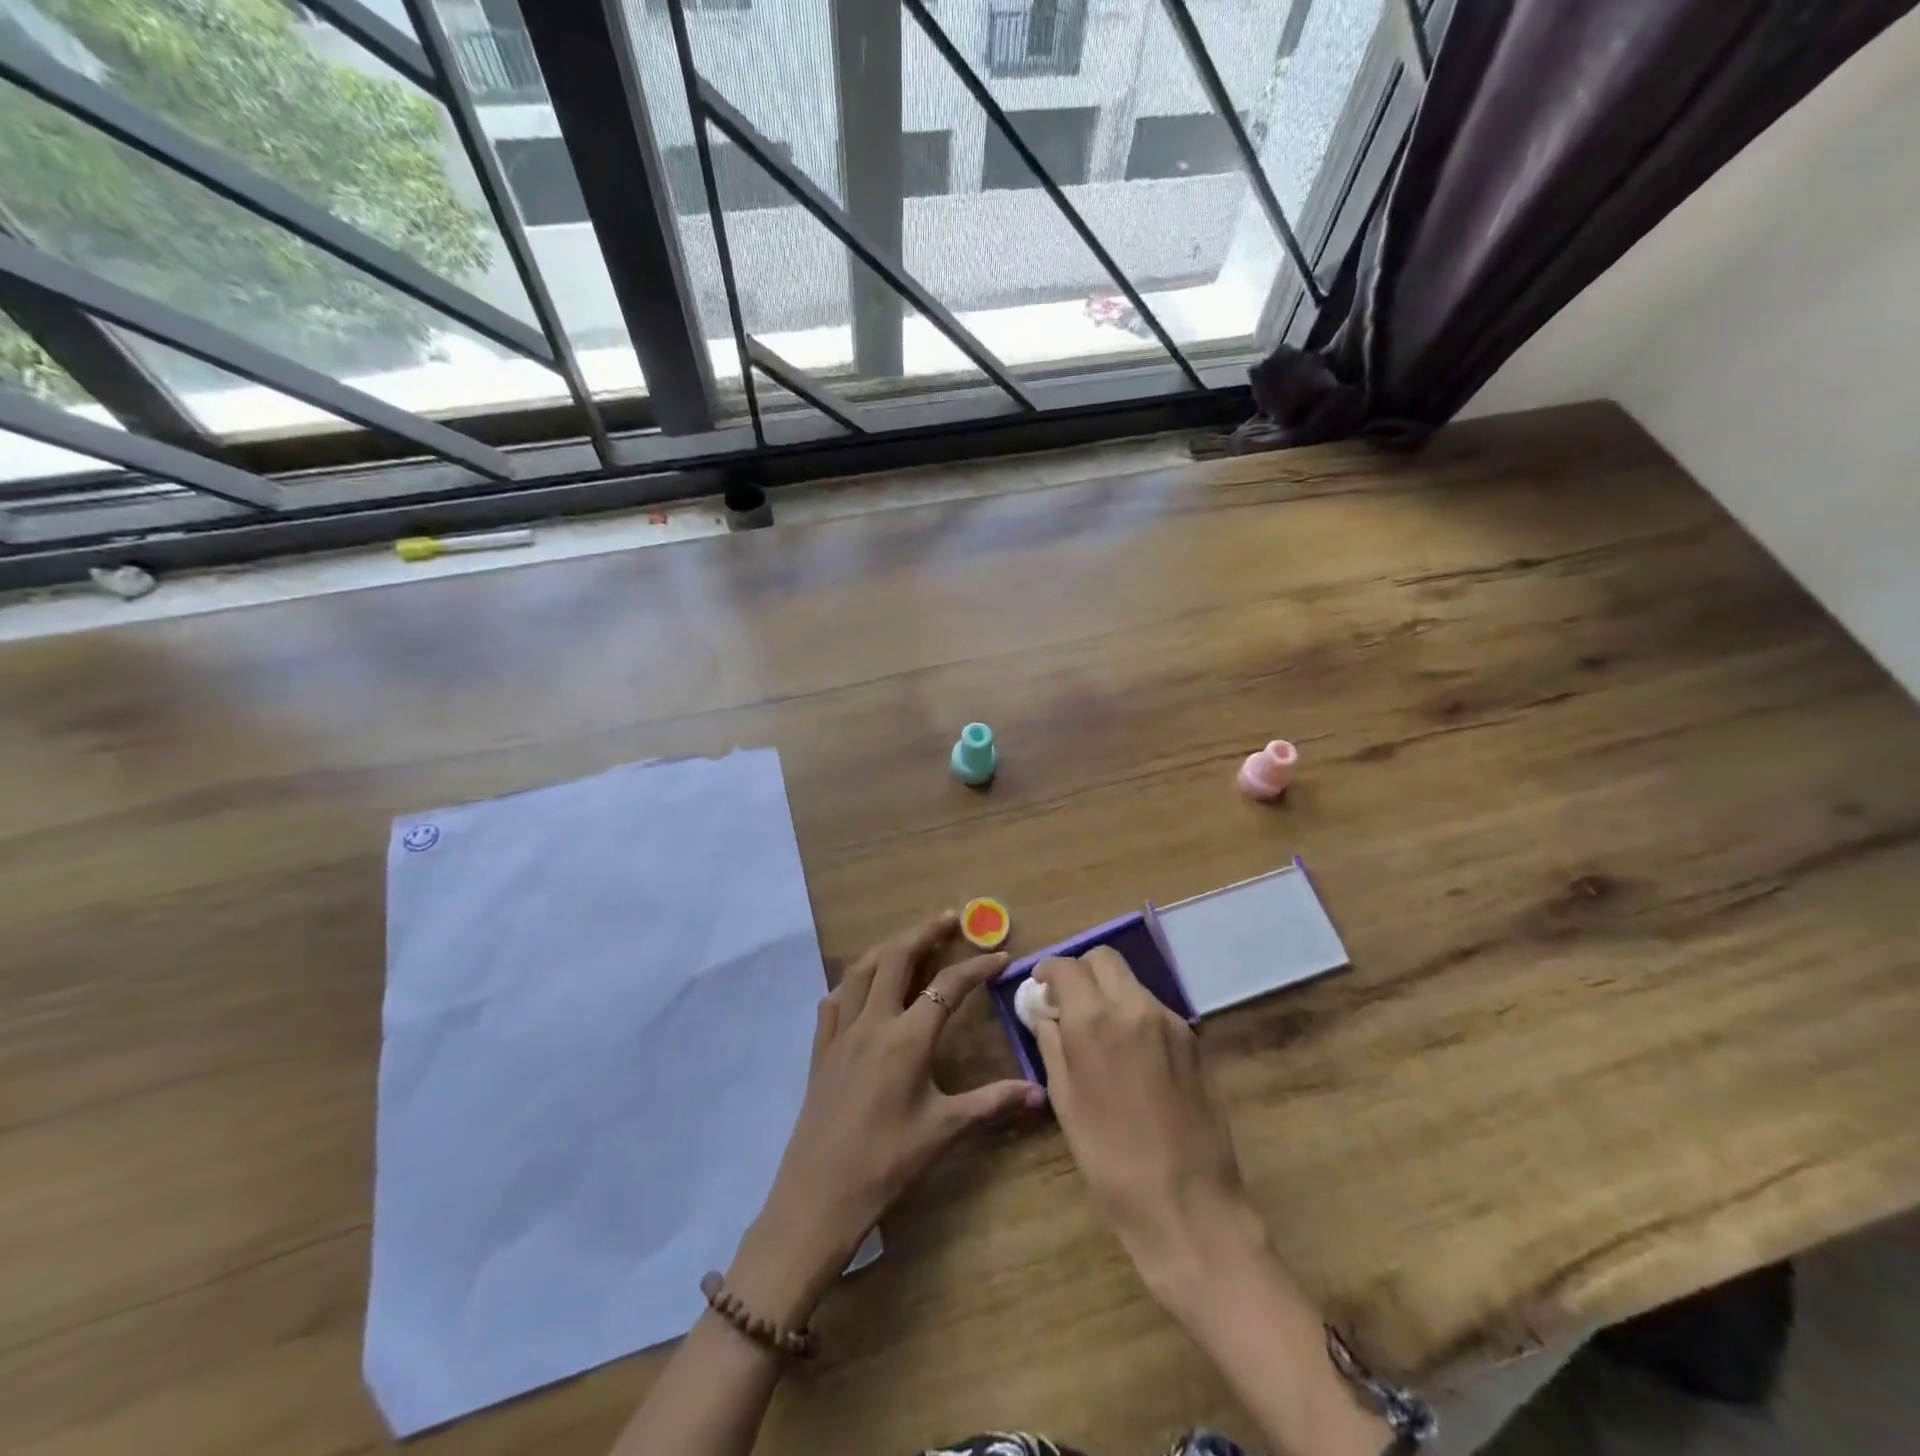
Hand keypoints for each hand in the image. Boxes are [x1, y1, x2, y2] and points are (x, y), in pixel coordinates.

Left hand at [729, 912, 1042, 1325]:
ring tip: (911, 939)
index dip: (976, 967)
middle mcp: (873, 1022)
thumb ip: (992, 1103)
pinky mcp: (820, 1048)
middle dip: (925, 933)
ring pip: (862, 969)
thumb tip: (1039, 1093)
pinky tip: (861, 984)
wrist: (819, 1195)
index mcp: (907, 1038)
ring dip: (888, 946)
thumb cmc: (886, 1162)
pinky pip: (834, 999)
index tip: (1000, 956)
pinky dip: (853, 980)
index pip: (948, 987)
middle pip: (897, 958)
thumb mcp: (944, 1130)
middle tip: (950, 919)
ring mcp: (841, 1032)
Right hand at [1032, 947, 1266, 1301]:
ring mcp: (1170, 1021)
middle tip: (1069, 1001)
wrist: (1188, 1204)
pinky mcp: (1193, 1040)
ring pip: (1131, 982)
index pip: (1067, 966)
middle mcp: (1134, 1006)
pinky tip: (1131, 1056)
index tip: (1041, 987)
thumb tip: (1047, 1015)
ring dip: (1109, 993)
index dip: (1048, 970)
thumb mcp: (1065, 1101)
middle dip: (1082, 971)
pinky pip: (1154, 1009)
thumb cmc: (1110, 1159)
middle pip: (1105, 958)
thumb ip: (1052, 1045)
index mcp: (1095, 1020)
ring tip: (1100, 1033)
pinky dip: (1134, 1015)